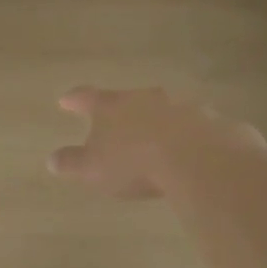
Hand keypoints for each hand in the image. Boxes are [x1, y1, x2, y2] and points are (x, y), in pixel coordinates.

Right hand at [48, 87, 264, 198]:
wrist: (200, 159)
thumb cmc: (136, 163)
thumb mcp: (94, 169)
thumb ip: (72, 163)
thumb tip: (52, 159)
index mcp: (115, 107)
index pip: (88, 98)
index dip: (75, 99)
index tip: (65, 100)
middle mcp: (148, 98)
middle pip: (131, 100)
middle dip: (124, 111)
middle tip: (119, 123)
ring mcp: (184, 106)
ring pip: (166, 111)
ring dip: (160, 123)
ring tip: (158, 142)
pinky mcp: (214, 122)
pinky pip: (197, 128)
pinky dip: (190, 138)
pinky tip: (192, 155)